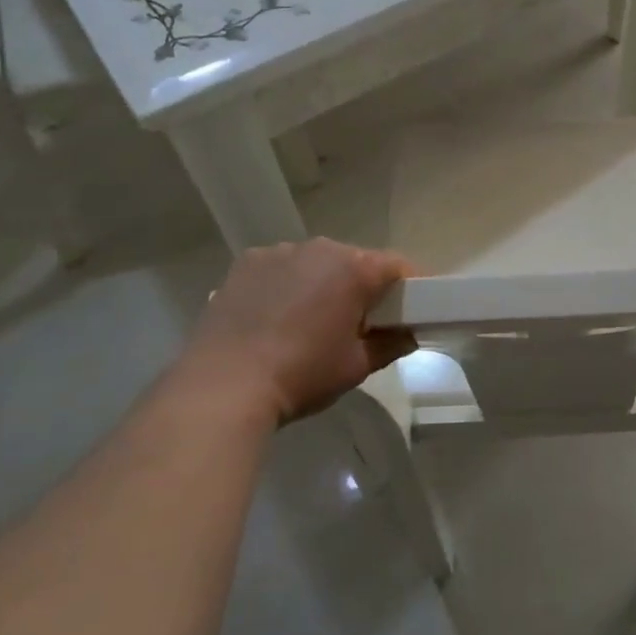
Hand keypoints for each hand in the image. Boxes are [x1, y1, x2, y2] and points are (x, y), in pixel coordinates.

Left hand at [177, 239, 416, 428]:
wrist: (224, 385)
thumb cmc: (302, 374)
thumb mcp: (357, 366)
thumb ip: (390, 345)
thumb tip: (408, 335)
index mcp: (355, 268)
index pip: (397, 266)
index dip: (410, 286)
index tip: (412, 308)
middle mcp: (320, 248)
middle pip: (354, 261)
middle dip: (362, 286)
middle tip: (360, 321)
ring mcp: (279, 252)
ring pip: (315, 263)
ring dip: (321, 283)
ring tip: (310, 320)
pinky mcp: (245, 264)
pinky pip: (279, 268)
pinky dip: (285, 284)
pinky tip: (274, 316)